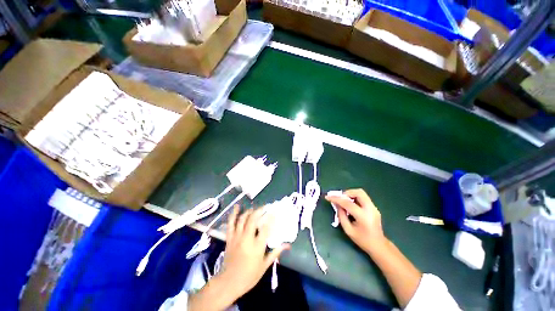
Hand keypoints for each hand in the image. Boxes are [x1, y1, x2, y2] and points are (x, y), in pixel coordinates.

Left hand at [219, 206, 288, 298]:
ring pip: (243, 219)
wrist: (228, 282)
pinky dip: (234, 214)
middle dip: (260, 210)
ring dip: (249, 211)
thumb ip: (275, 253)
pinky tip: (237, 207)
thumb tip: (287, 245)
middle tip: (265, 207)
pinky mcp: (230, 238)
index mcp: (257, 246)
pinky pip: (231, 224)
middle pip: (253, 219)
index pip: (266, 228)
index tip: (275, 211)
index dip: (271, 218)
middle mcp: (247, 239)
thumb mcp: (264, 266)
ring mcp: (237, 237)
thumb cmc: (249, 276)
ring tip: (254, 208)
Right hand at [325, 189, 386, 253]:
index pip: (347, 203)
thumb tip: (336, 204)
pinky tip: (351, 205)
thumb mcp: (348, 230)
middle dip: (346, 193)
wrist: (378, 245)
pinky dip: (354, 198)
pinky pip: (363, 197)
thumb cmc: (362, 240)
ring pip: (361, 193)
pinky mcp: (374, 207)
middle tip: (339, 198)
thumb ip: (341, 215)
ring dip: (351, 194)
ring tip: (344, 201)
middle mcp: (370, 209)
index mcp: (363, 216)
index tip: (328, 197)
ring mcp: (373, 207)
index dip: (336, 199)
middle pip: (358, 192)